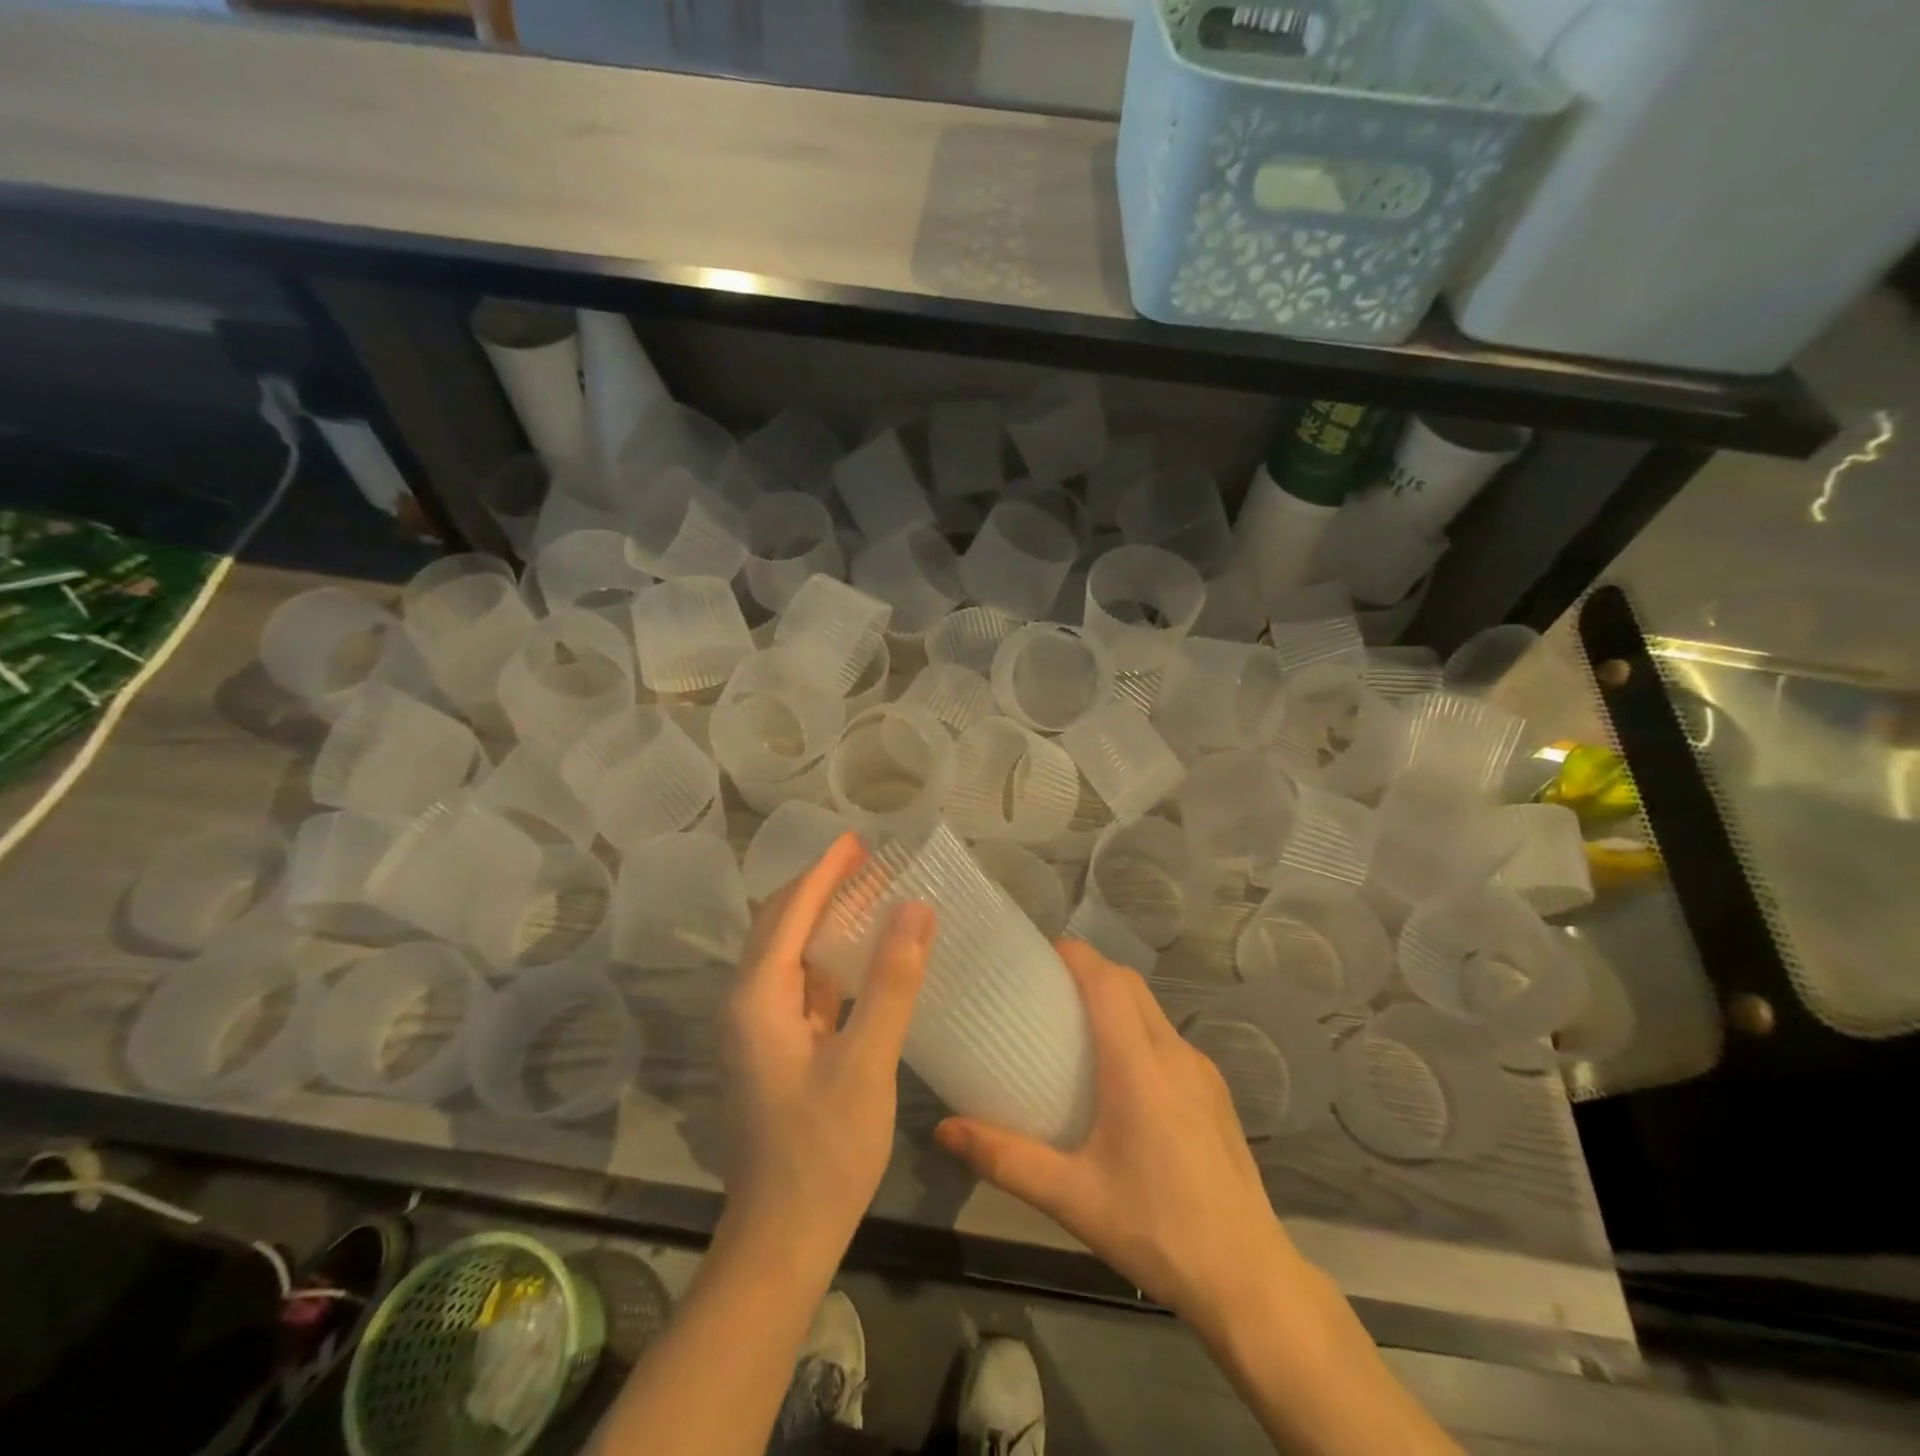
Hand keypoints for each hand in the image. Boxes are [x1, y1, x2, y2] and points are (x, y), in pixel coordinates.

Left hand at [718, 832, 932, 1267]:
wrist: (783, 1238)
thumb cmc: (824, 1151)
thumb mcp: (866, 1063)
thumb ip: (891, 981)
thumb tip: (915, 906)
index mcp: (757, 997)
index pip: (790, 912)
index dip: (824, 872)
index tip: (857, 839)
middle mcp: (746, 1003)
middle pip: (779, 925)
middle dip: (819, 887)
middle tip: (865, 859)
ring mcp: (757, 1028)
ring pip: (787, 953)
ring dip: (821, 919)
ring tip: (865, 892)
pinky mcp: (774, 1049)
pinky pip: (798, 984)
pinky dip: (826, 958)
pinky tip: (857, 955)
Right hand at [936, 940, 1305, 1333]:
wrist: (1248, 1279)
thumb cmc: (1155, 1229)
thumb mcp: (1071, 1198)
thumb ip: (1005, 1159)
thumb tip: (945, 1129)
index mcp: (1138, 1065)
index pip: (1107, 980)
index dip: (1073, 955)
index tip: (1036, 956)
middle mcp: (1174, 1053)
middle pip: (1129, 985)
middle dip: (1089, 971)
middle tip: (1044, 991)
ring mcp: (1202, 1071)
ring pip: (1152, 1010)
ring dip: (1114, 1001)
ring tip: (1073, 1030)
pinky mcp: (1216, 1092)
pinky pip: (1168, 1040)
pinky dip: (1137, 1031)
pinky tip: (1119, 1079)